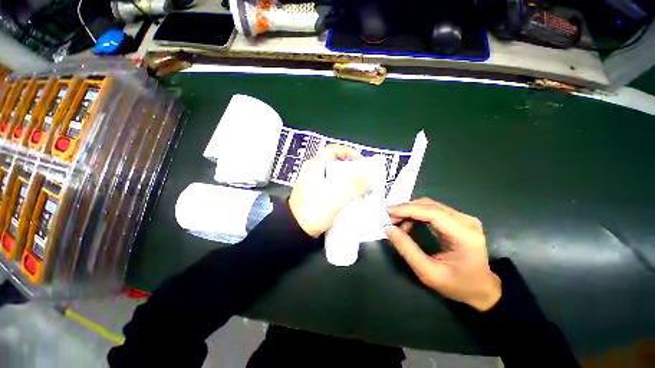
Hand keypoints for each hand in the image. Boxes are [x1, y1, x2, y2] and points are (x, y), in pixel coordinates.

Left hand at [289, 145, 370, 237]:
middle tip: (365, 177)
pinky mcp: (319, 195)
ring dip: (350, 182)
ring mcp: (316, 185)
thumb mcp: (335, 197)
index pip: (333, 150)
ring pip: (337, 177)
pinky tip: (353, 199)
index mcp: (315, 167)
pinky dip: (345, 191)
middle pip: (337, 164)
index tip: (361, 161)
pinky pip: (335, 188)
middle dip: (353, 170)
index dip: (348, 152)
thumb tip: (372, 176)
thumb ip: (354, 186)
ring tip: (362, 189)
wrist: (295, 231)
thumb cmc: (311, 212)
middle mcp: (315, 173)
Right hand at [385, 198, 500, 310]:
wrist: (482, 289)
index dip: (407, 209)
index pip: (432, 213)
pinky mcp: (458, 219)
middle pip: (430, 205)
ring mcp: (464, 218)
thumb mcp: (428, 273)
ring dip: (410, 210)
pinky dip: (416, 214)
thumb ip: (407, 250)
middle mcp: (466, 221)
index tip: (388, 212)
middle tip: (389, 219)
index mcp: (464, 235)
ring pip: (430, 205)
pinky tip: (408, 223)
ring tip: (396, 222)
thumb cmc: (457, 285)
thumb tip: (389, 229)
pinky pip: (433, 210)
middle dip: (406, 209)